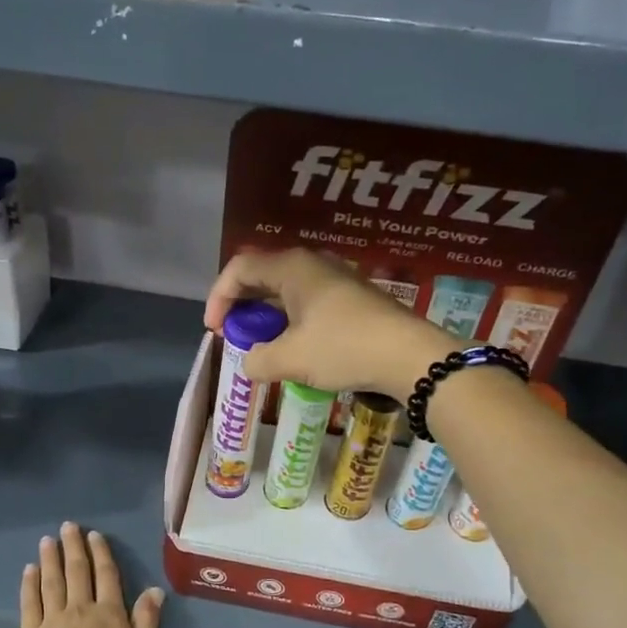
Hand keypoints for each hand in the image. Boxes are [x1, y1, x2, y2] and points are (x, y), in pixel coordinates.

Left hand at [19, 522, 162, 627]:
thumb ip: (147, 622)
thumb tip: (154, 589)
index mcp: (110, 615)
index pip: (106, 576)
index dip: (101, 553)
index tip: (94, 535)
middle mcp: (80, 610)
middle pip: (77, 572)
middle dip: (74, 547)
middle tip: (68, 526)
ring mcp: (52, 622)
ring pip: (52, 582)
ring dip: (50, 559)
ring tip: (48, 540)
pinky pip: (30, 603)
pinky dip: (30, 584)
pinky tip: (29, 570)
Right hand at [204, 247, 455, 394]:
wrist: (411, 356)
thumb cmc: (344, 348)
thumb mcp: (291, 359)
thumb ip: (258, 360)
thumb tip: (250, 363)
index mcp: (292, 267)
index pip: (239, 268)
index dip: (218, 297)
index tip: (215, 331)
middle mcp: (313, 264)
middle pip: (262, 276)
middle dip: (241, 307)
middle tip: (234, 337)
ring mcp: (335, 279)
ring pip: (286, 291)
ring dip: (266, 317)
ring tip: (262, 347)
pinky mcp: (352, 298)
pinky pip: (307, 302)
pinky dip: (290, 321)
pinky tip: (294, 348)